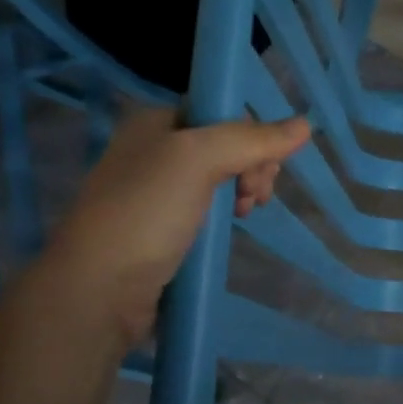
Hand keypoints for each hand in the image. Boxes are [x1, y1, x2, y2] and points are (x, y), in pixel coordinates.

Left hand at [50, 104, 311, 343]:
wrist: (97, 290)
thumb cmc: (146, 213)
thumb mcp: (198, 160)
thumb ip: (251, 140)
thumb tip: (305, 125)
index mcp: (155, 123)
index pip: (221, 113)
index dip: (252, 136)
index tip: (264, 170)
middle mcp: (153, 151)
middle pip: (224, 146)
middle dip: (252, 167)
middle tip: (255, 198)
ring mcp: (155, 193)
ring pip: (219, 179)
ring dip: (243, 191)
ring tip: (246, 215)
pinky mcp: (161, 229)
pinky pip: (205, 210)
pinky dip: (225, 216)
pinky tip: (231, 229)